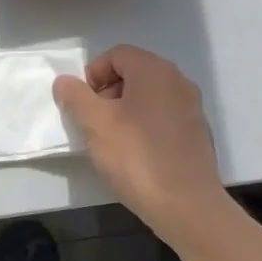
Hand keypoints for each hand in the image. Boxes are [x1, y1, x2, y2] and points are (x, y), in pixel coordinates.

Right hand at [53, 46, 224, 232]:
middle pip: (133, 73)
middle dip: (107, 93)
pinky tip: (134, 155)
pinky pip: (162, 118)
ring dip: (124, 111)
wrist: (186, 205)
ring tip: (110, 141)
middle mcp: (178, 82)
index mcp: (154, 71)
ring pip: (148, 97)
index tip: (82, 103)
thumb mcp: (95, 124)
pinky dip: (144, 127)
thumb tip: (64, 81)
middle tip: (93, 122)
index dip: (93, 74)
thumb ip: (75, 96)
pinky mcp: (196, 134)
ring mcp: (191, 108)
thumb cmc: (136, 157)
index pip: (117, 54)